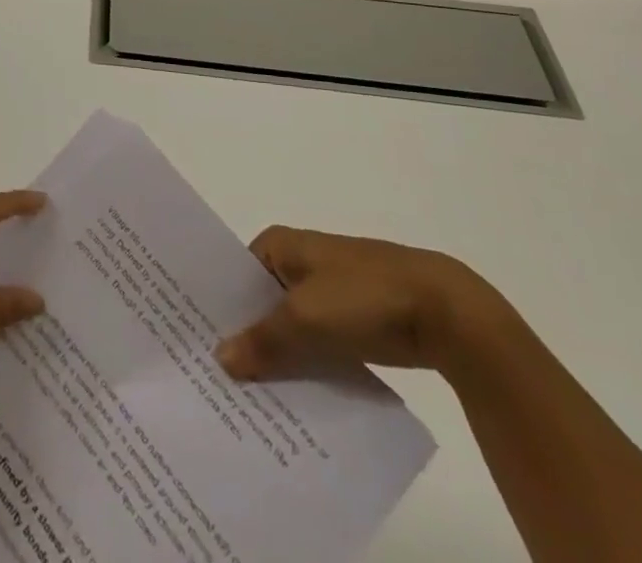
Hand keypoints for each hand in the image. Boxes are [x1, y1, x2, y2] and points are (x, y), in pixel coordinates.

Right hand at [216, 227, 501, 381]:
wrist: (443, 312)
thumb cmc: (363, 297)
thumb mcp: (304, 319)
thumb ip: (262, 339)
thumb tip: (219, 357)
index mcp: (280, 244)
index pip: (235, 274)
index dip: (219, 307)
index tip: (198, 343)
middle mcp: (299, 261)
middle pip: (261, 301)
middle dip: (246, 335)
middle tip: (218, 377)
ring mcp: (328, 290)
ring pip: (290, 325)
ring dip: (277, 355)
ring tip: (249, 397)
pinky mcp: (354, 320)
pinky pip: (316, 342)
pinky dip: (306, 364)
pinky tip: (293, 398)